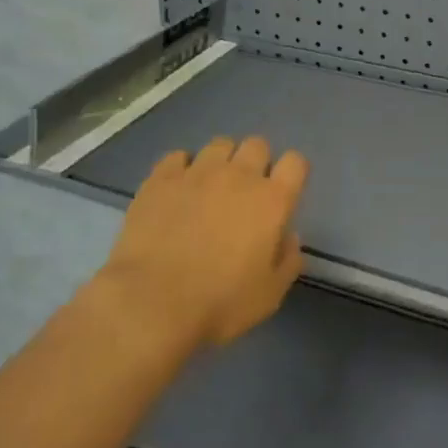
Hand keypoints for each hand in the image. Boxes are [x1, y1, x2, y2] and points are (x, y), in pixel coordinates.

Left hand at [100, 136, 308, 353]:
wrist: (152, 302)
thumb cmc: (219, 303)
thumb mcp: (269, 295)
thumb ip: (287, 260)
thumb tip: (288, 236)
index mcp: (271, 201)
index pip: (295, 162)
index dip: (292, 173)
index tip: (283, 193)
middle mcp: (238, 176)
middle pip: (257, 144)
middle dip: (256, 162)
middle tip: (245, 193)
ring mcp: (197, 172)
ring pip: (219, 144)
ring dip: (221, 161)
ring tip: (210, 188)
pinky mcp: (161, 178)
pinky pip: (178, 156)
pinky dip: (182, 168)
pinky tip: (177, 190)